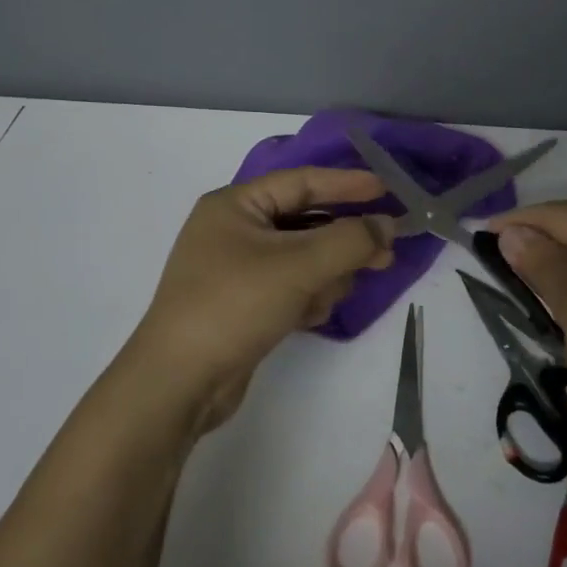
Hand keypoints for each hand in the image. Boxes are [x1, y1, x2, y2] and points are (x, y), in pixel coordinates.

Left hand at [125, 168, 394, 434]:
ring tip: (331, 294)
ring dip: (324, 275)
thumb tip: (387, 224)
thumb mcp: (298, 266)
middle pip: (306, 222)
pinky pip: (290, 286)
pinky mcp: (244, 303)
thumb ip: (350, 240)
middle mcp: (234, 229)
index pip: (302, 182)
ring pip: (303, 258)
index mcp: (235, 205)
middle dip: (342, 240)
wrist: (178, 384)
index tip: (389, 190)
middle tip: (386, 253)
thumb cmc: (234, 306)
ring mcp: (237, 269)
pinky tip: (309, 317)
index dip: (347, 184)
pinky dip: (306, 297)